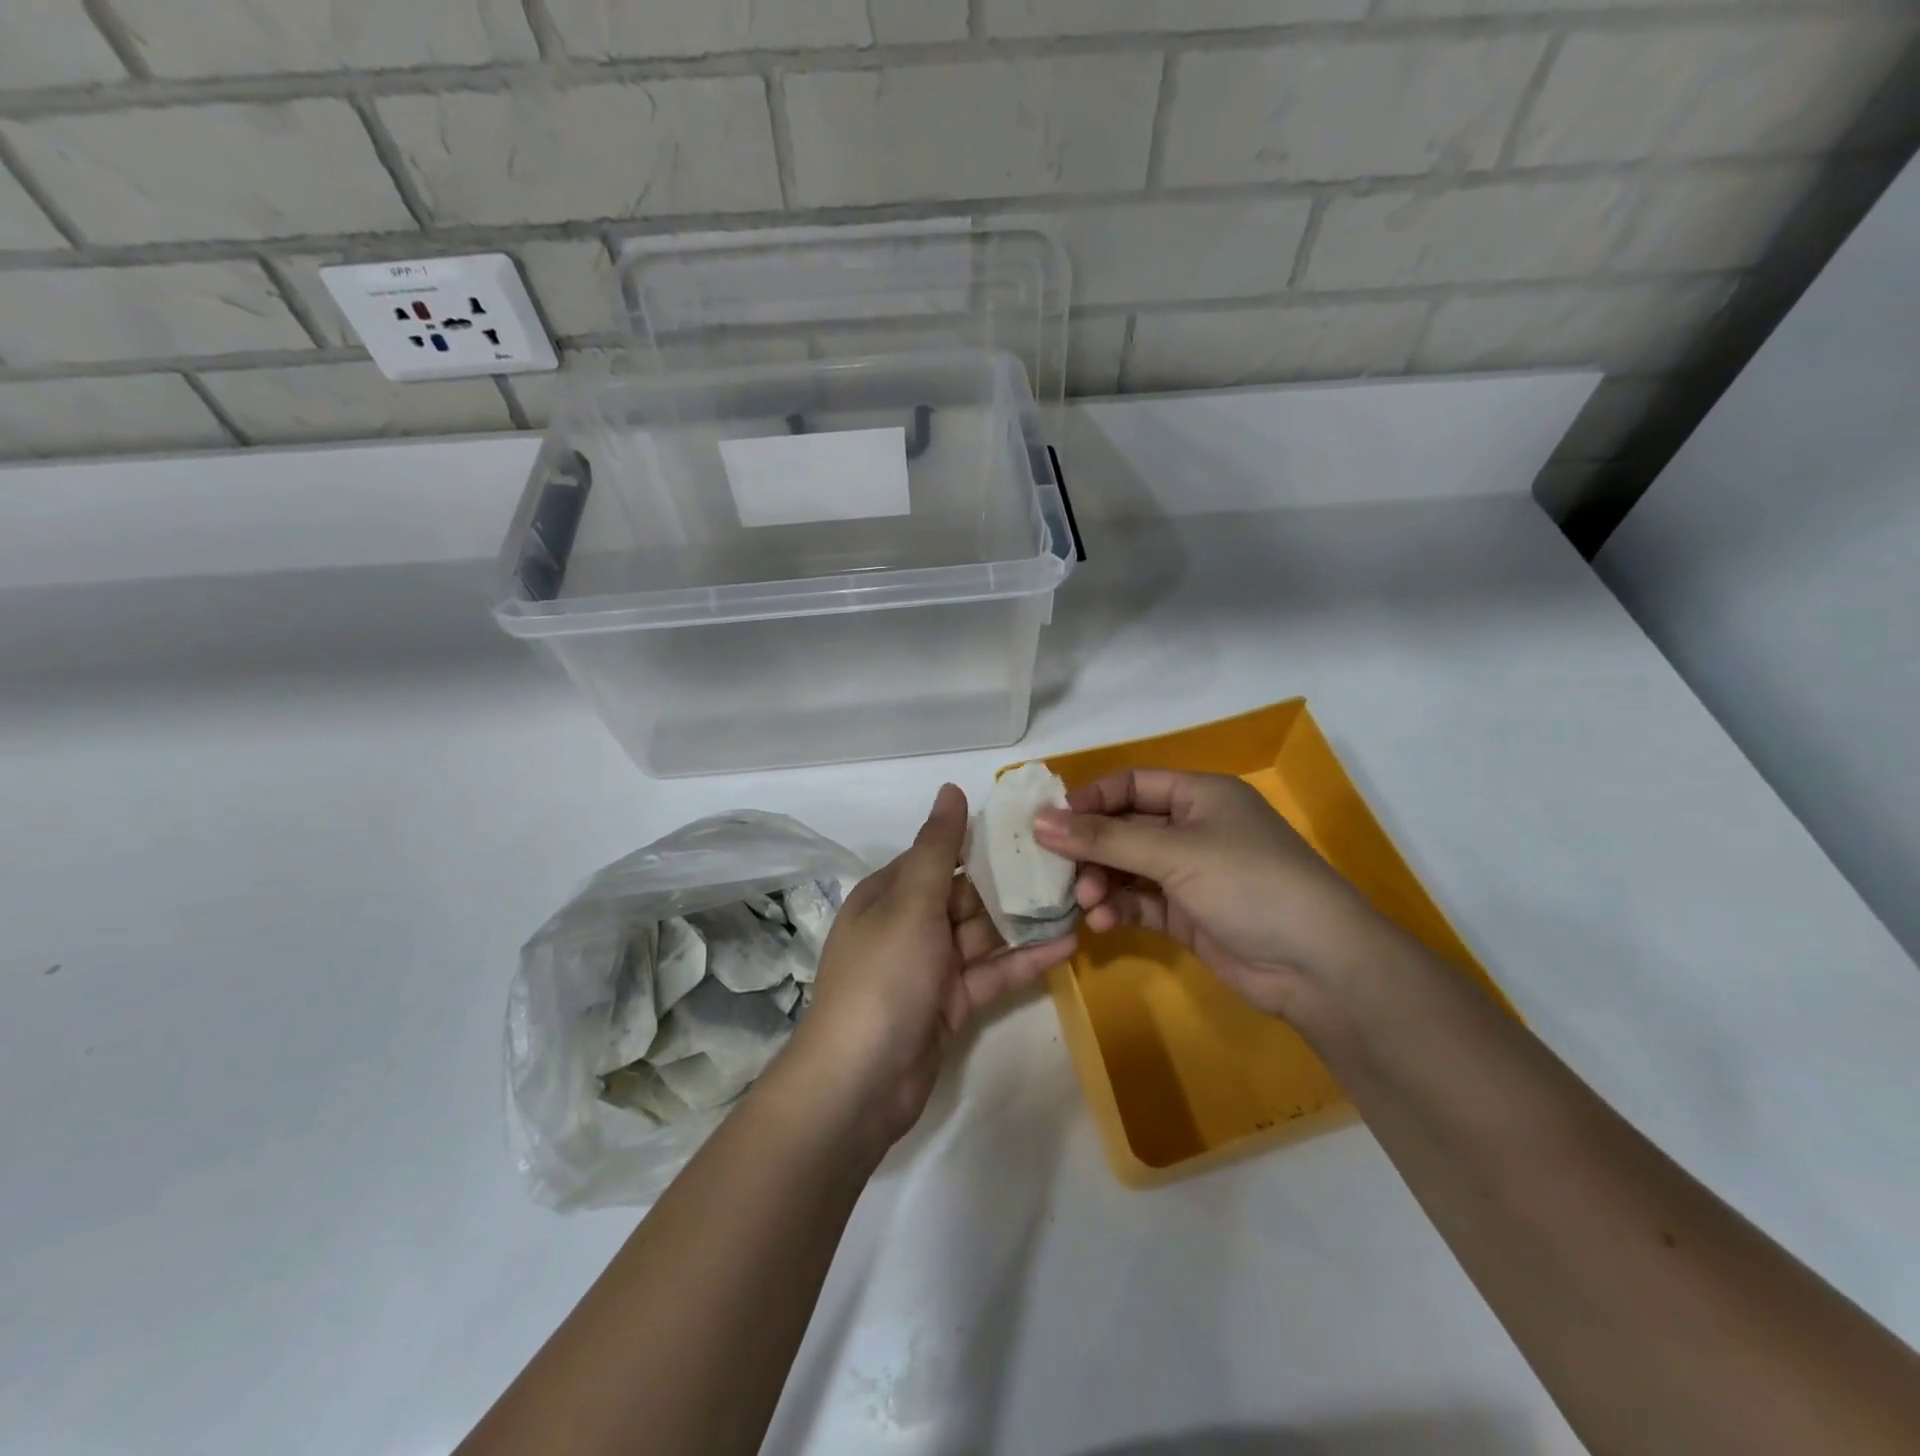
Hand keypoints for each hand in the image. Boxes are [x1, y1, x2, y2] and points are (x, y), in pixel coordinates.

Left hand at [781, 784, 1077, 1151]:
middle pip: (966, 895)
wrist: (860, 1082)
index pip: (939, 856)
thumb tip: (951, 788)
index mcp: (890, 895)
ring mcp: (931, 967)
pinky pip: (992, 973)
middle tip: (1069, 863)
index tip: (1031, 827)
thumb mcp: (910, 903)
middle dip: (1012, 883)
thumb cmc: (884, 978)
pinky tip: (1067, 945)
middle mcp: (909, 924)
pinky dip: (1024, 961)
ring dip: (1024, 921)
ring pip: (984, 934)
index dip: (981, 841)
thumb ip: (938, 848)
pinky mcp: (952, 1003)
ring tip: (1079, 899)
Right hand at [1033, 769, 1390, 1017]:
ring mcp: (1191, 874)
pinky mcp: (1188, 914)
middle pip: (1124, 828)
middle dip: (1091, 850)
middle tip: (1058, 872)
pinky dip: (1119, 909)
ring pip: (1128, 868)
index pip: (1131, 784)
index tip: (1049, 824)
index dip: (1090, 800)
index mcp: (1200, 795)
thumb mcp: (1175, 852)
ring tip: (1087, 903)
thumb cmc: (1249, 883)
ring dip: (1102, 883)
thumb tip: (1039, 821)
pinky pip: (1140, 902)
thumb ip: (1104, 839)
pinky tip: (1103, 922)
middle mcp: (1194, 828)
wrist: (1317, 965)